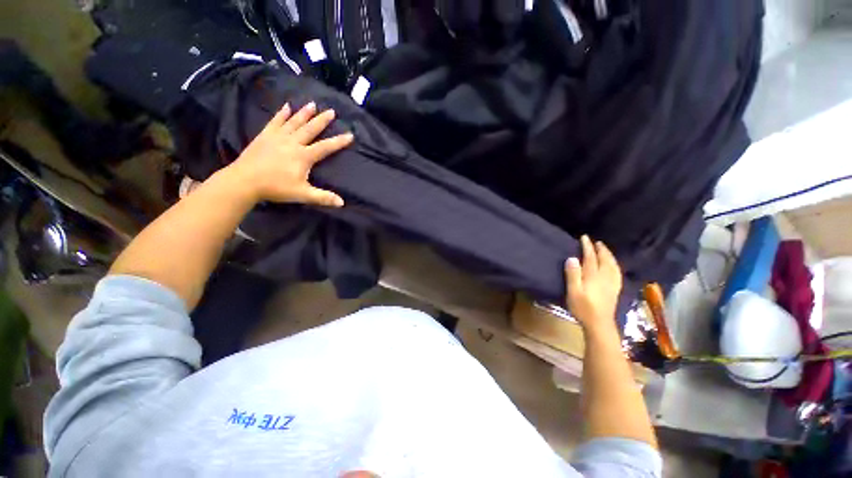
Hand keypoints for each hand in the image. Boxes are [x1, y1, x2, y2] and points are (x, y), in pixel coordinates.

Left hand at [228, 102, 353, 206]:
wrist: (244, 181)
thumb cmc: (276, 188)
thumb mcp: (302, 195)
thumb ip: (323, 197)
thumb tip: (342, 203)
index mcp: (303, 156)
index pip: (325, 147)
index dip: (339, 142)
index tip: (350, 135)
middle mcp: (292, 143)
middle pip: (310, 129)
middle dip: (322, 121)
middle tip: (332, 111)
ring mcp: (277, 137)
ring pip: (294, 122)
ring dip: (304, 113)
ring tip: (313, 104)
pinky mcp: (265, 136)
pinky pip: (275, 122)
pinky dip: (281, 114)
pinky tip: (286, 106)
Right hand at [565, 235, 622, 332]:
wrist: (599, 324)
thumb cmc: (583, 308)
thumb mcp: (573, 292)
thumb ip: (573, 275)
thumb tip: (572, 258)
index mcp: (594, 276)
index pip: (591, 257)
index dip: (587, 247)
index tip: (584, 237)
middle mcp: (605, 277)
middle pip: (605, 259)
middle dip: (600, 249)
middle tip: (596, 242)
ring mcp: (612, 283)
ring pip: (613, 265)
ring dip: (609, 255)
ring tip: (604, 250)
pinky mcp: (615, 290)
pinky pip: (617, 272)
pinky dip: (615, 265)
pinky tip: (614, 266)